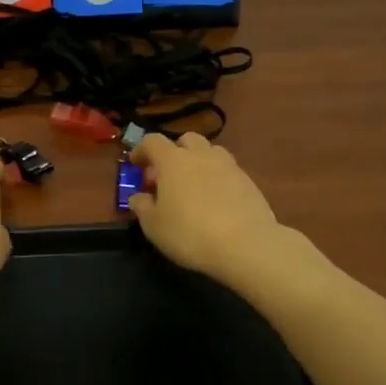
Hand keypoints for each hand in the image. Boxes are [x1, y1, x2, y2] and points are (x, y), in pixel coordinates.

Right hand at [129, 133, 282, 282]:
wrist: (246, 245)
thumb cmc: (189, 233)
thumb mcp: (154, 226)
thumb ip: (142, 207)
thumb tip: (138, 197)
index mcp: (173, 161)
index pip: (152, 141)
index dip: (141, 150)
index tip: (136, 164)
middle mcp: (201, 155)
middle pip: (186, 139)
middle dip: (174, 152)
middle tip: (167, 176)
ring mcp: (228, 166)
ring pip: (210, 152)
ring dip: (199, 161)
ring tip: (194, 186)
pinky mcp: (249, 181)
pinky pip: (228, 170)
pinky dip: (218, 178)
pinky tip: (216, 201)